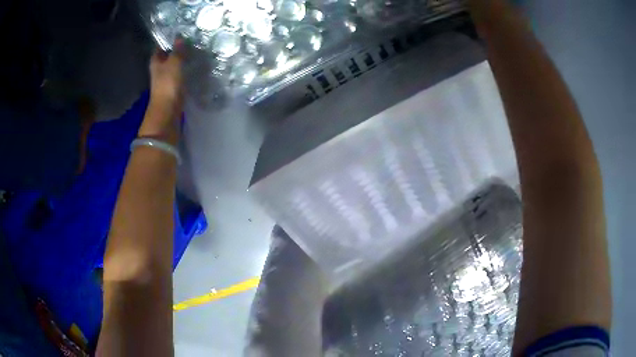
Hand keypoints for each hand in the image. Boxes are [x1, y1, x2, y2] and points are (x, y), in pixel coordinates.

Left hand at [141, 39, 185, 143]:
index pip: (160, 46)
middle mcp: (159, 69)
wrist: (168, 111)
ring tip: (195, 50)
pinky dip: (185, 69)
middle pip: (167, 55)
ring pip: (174, 64)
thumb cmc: (168, 84)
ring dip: (182, 59)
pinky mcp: (173, 87)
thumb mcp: (174, 63)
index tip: (179, 32)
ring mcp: (166, 78)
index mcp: (156, 62)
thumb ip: (178, 50)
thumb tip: (179, 36)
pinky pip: (180, 74)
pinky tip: (194, 65)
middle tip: (191, 40)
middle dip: (177, 48)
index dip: (167, 39)